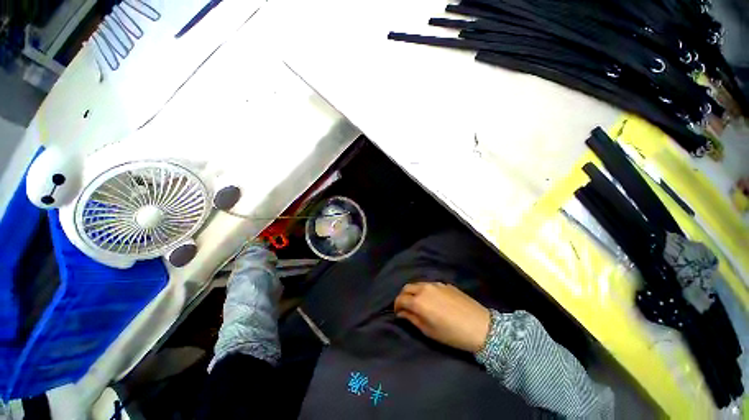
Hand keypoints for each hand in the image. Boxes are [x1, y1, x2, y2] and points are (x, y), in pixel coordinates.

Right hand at [394, 282, 490, 352]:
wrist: (480, 326)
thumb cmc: (451, 333)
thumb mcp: (429, 331)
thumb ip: (412, 319)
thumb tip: (401, 313)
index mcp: (418, 301)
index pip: (400, 299)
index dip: (396, 306)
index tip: (398, 313)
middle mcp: (424, 288)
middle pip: (407, 287)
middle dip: (403, 296)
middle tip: (406, 306)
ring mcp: (435, 284)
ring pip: (418, 284)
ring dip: (414, 292)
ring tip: (418, 302)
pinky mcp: (445, 284)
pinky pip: (430, 285)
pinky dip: (425, 290)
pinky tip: (433, 299)